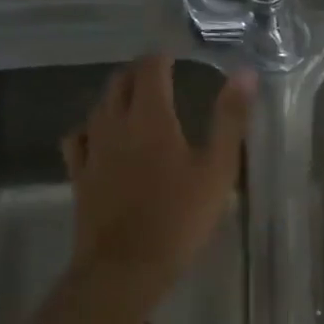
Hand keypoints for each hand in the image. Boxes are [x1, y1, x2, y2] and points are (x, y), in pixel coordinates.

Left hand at [62, 54, 254, 290]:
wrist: (126, 265)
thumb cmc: (179, 217)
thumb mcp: (217, 169)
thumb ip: (230, 118)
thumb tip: (245, 73)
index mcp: (150, 116)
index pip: (150, 68)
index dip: (162, 57)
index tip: (175, 58)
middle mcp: (115, 122)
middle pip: (120, 82)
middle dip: (139, 73)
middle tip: (160, 77)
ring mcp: (92, 148)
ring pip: (99, 106)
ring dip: (117, 96)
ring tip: (135, 102)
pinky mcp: (79, 174)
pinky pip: (78, 138)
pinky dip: (91, 128)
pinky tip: (100, 137)